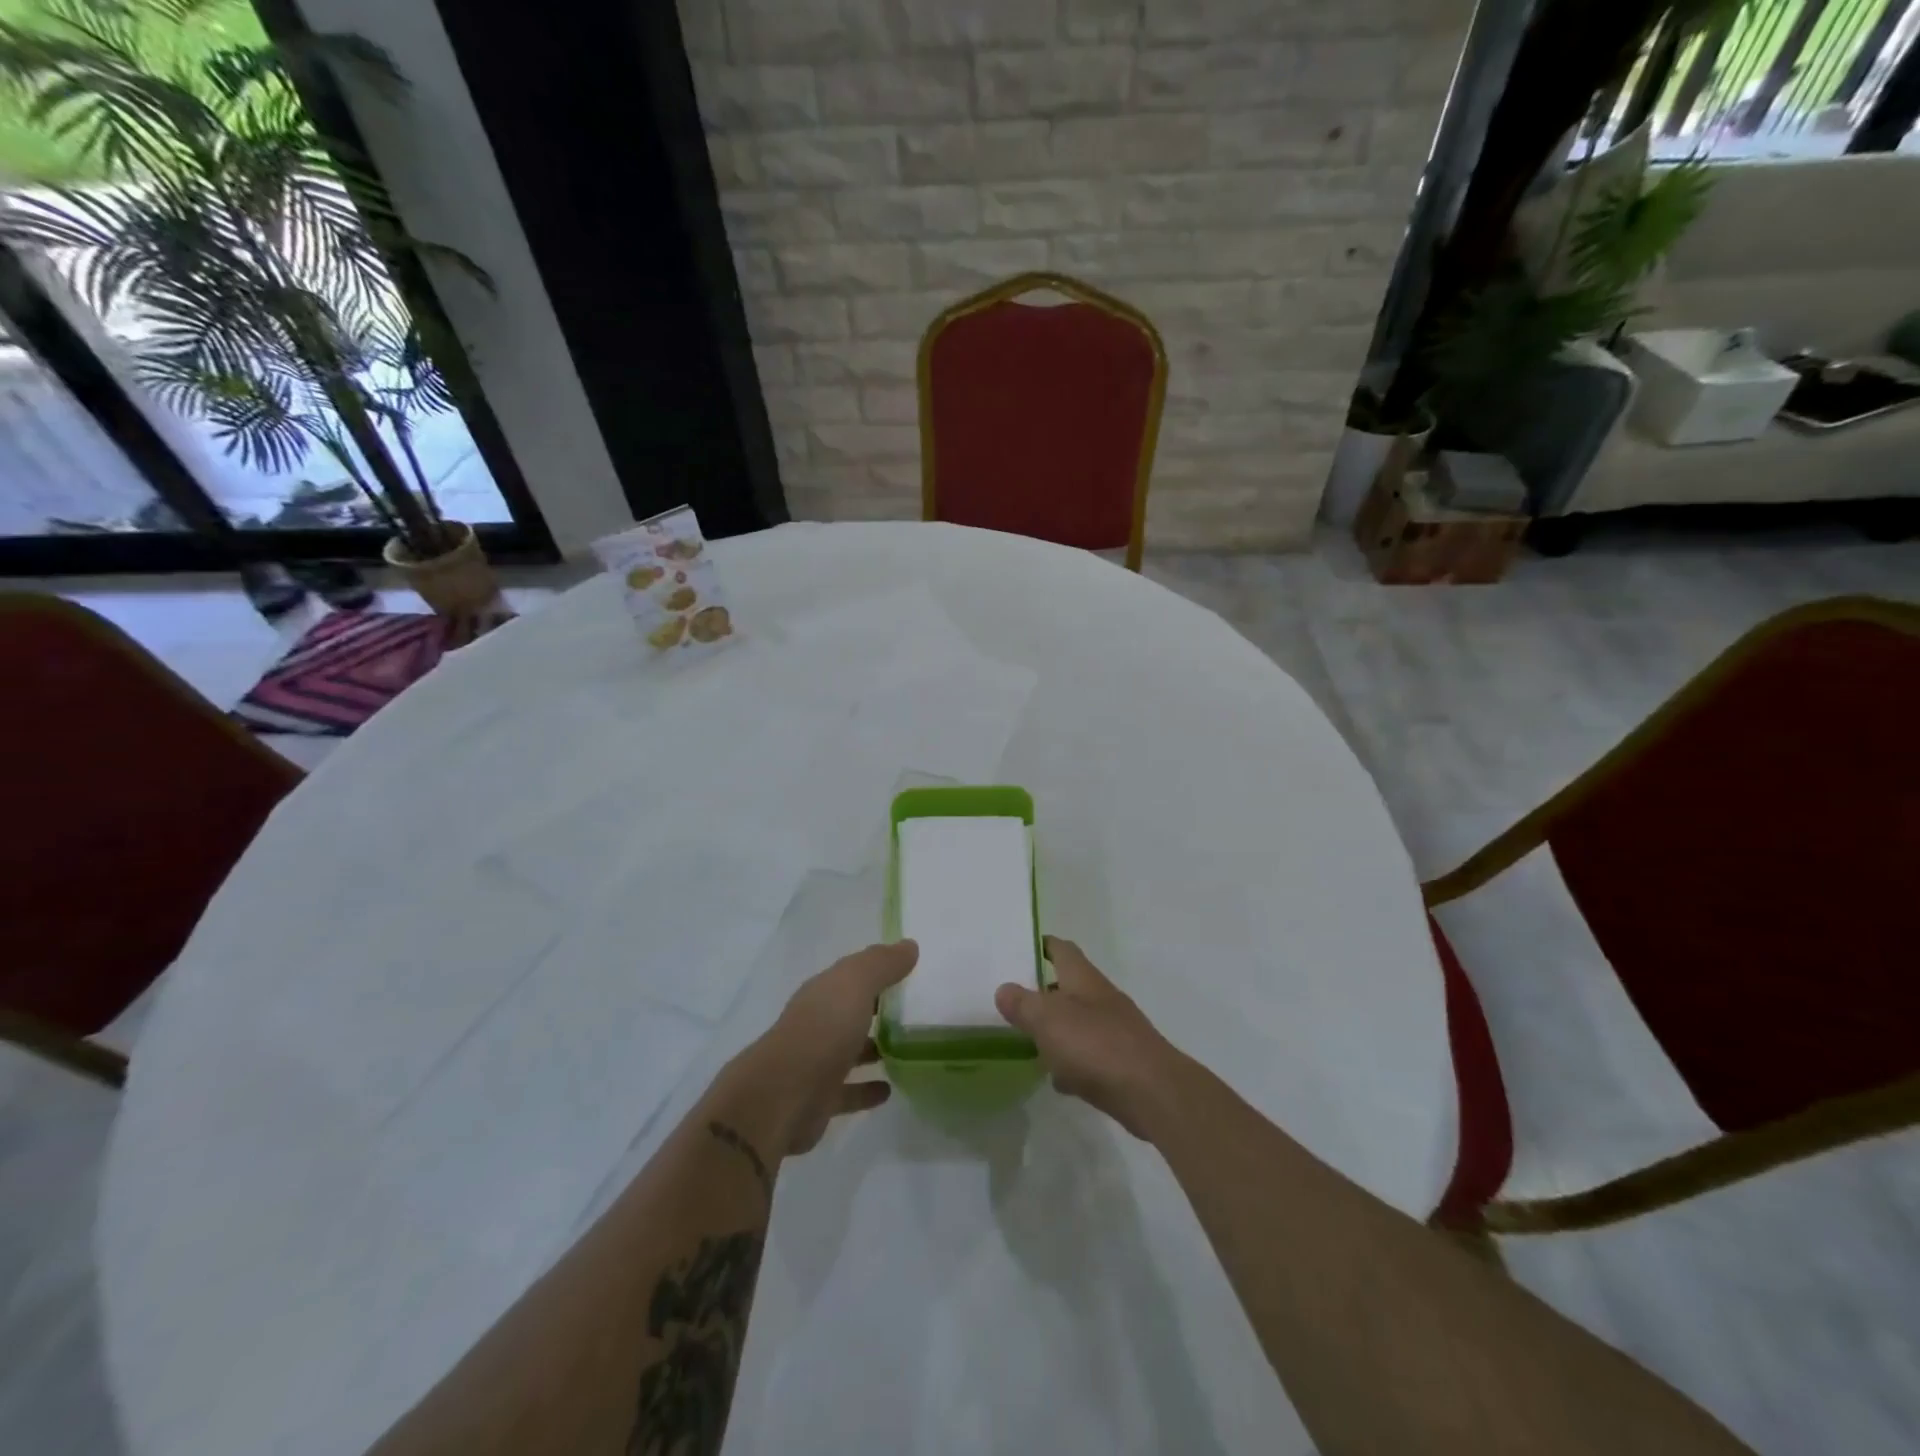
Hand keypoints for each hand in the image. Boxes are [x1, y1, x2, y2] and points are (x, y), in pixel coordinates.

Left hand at [727, 940, 917, 1155]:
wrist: (783, 1096)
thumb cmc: (823, 1029)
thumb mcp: (856, 983)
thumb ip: (883, 963)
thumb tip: (909, 945)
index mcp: (823, 992)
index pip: (852, 974)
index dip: (878, 969)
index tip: (911, 971)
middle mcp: (818, 1023)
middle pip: (851, 1011)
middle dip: (877, 1008)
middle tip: (916, 1009)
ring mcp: (817, 1062)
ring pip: (850, 1050)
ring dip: (874, 1048)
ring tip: (909, 1047)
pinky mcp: (820, 1099)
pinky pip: (850, 1090)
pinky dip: (868, 1088)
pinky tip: (889, 1089)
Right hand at [995, 937, 1183, 1138]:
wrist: (1152, 1093)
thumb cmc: (1096, 1045)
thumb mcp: (1047, 1020)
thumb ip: (1022, 1003)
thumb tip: (1004, 989)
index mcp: (1083, 979)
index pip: (1061, 949)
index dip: (1041, 945)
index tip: (1019, 949)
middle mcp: (1101, 998)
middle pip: (1068, 986)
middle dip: (1043, 993)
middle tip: (1013, 1003)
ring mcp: (1115, 1030)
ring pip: (1078, 1022)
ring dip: (1056, 1031)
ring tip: (1028, 1042)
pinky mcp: (1122, 1062)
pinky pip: (1089, 1056)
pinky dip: (1072, 1063)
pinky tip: (1059, 1079)